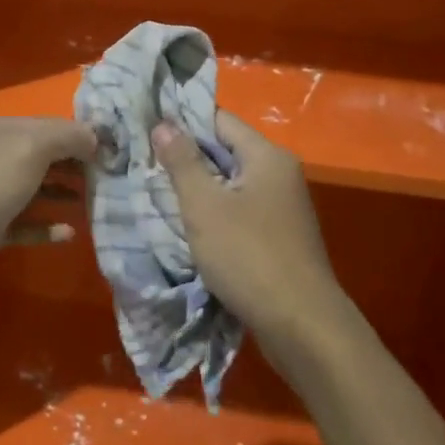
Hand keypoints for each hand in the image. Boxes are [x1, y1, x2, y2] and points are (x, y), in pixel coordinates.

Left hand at [0, 117, 96, 319]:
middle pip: (39, 156)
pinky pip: (21, 225)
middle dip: (75, 164)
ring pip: (31, 190)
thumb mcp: (26, 150)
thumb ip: (64, 137)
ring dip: (62, 195)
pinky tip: (69, 234)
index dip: (81, 135)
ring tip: (98, 204)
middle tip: (113, 180)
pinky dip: (44, 228)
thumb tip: (95, 136)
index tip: (117, 152)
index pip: (46, 125)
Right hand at [151, 110, 351, 351]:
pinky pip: (241, 210)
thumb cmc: (248, 256)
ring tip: (158, 192)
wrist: (301, 324)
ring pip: (232, 183)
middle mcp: (280, 174)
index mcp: (267, 156)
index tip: (147, 130)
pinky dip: (216, 212)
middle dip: (187, 157)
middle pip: (226, 150)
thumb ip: (182, 162)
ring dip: (200, 188)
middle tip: (144, 162)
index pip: (219, 120)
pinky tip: (190, 226)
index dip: (182, 122)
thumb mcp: (204, 206)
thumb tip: (163, 124)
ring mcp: (283, 207)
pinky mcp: (280, 236)